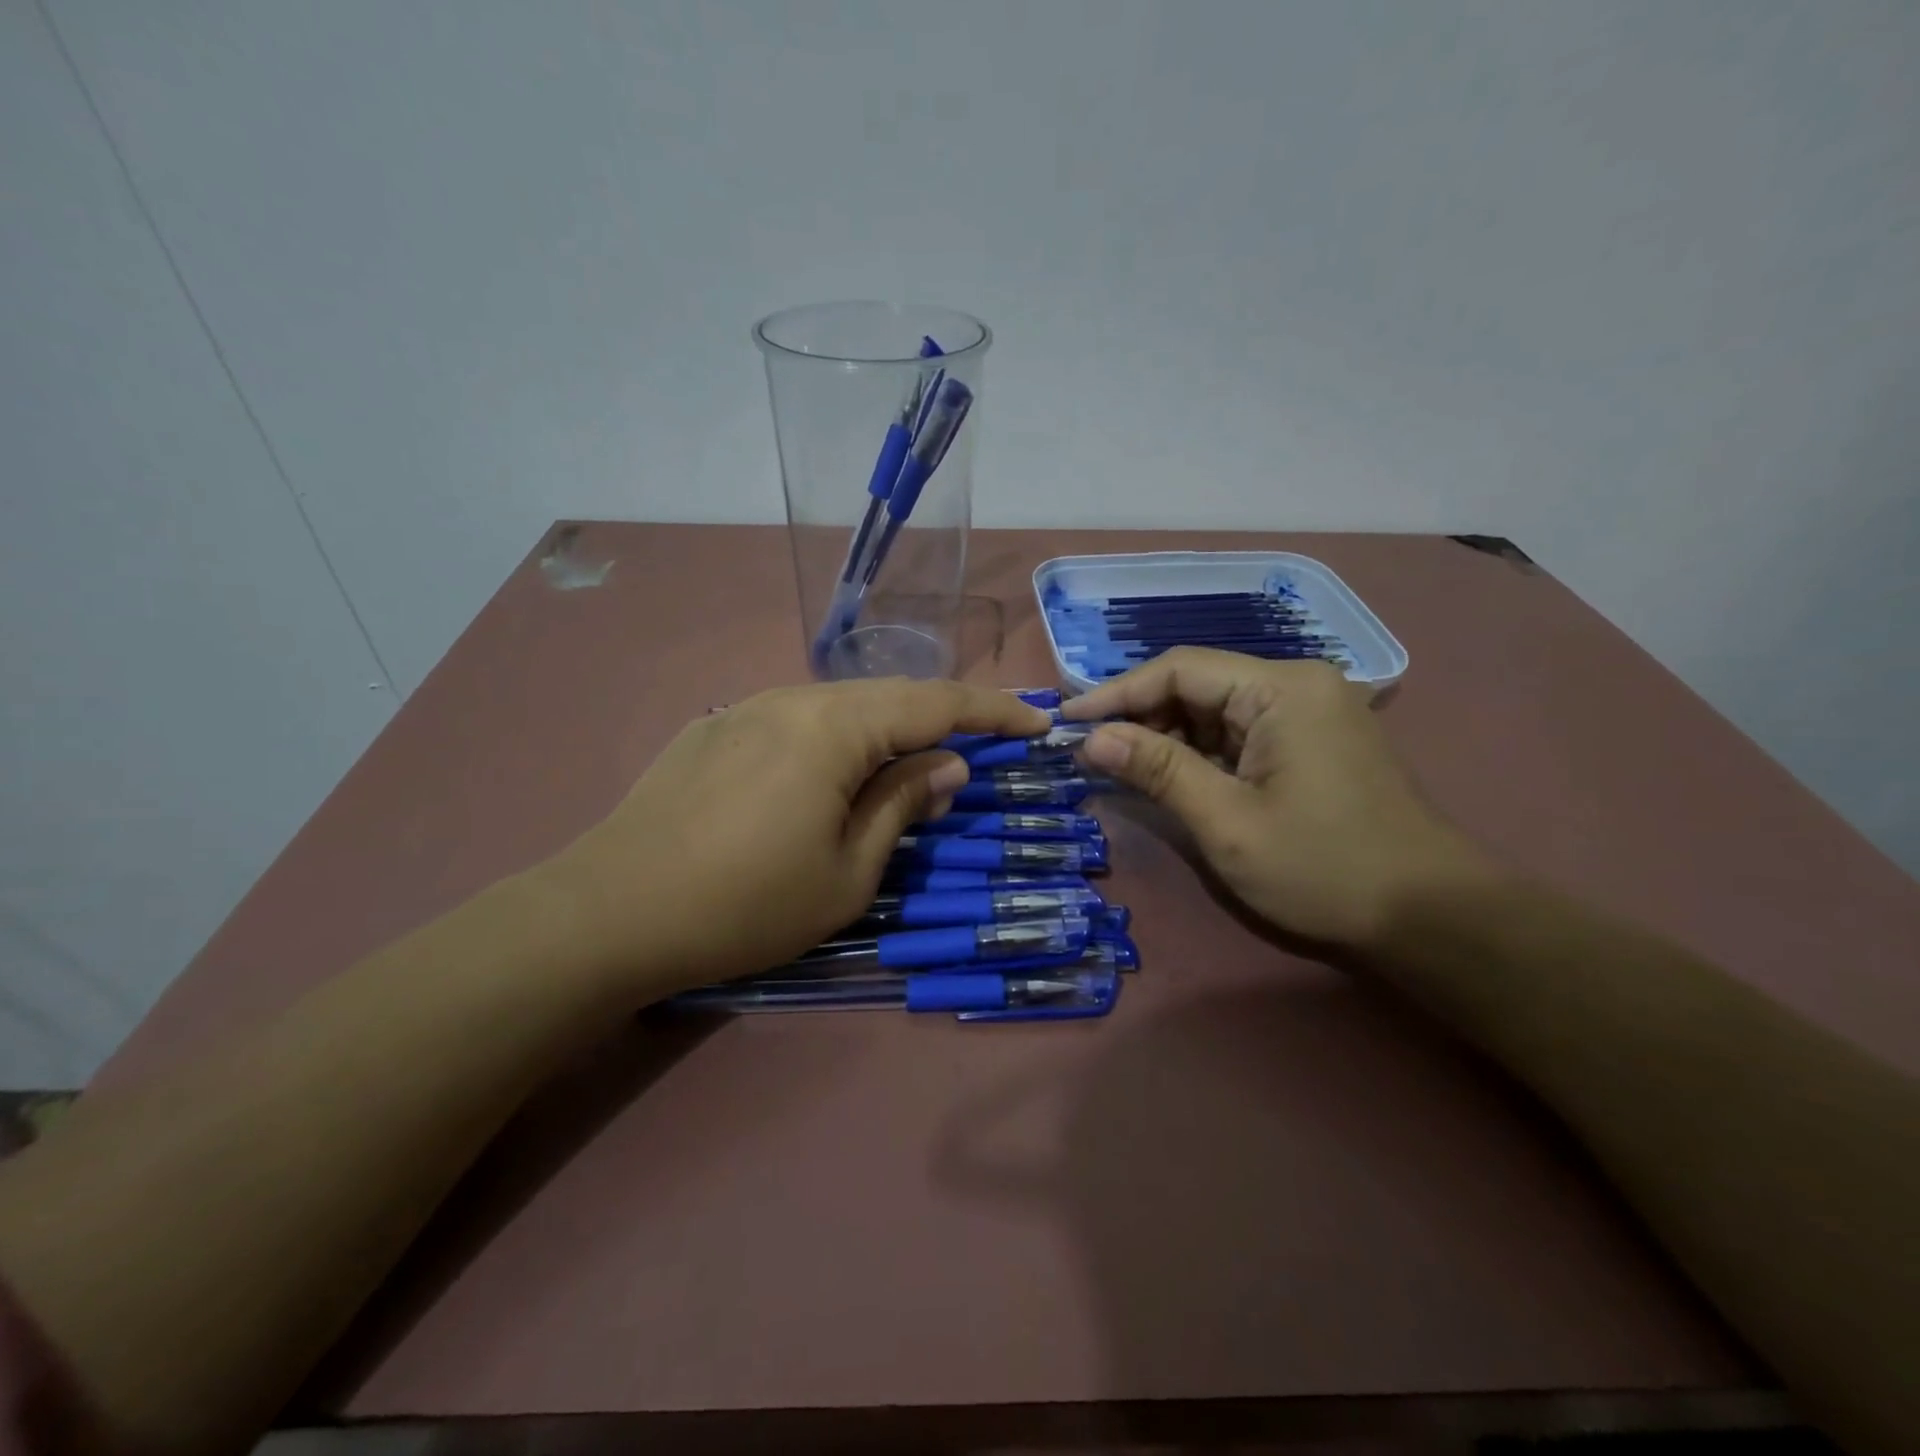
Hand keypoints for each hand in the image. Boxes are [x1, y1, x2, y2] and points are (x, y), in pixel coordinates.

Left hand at [543, 679, 1050, 994]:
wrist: (608, 912)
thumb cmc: (744, 904)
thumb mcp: (846, 873)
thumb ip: (902, 806)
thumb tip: (948, 767)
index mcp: (834, 727)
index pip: (936, 704)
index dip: (993, 712)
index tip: (1036, 723)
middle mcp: (793, 698)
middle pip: (889, 696)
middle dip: (942, 720)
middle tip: (979, 751)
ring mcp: (747, 708)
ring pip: (841, 706)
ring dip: (886, 731)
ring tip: (909, 767)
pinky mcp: (715, 729)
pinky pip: (798, 720)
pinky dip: (837, 739)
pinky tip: (831, 776)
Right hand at [1061, 650, 1493, 950]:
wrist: (1427, 916)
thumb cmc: (1323, 868)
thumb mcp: (1227, 822)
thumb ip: (1157, 771)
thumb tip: (1090, 738)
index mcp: (1281, 689)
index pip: (1179, 669)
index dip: (1116, 693)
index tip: (1067, 721)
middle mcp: (1296, 685)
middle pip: (1196, 685)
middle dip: (1140, 717)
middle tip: (1088, 752)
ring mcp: (1307, 712)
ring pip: (1214, 710)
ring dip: (1166, 738)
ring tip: (1118, 769)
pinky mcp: (1311, 740)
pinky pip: (1238, 732)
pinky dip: (1199, 753)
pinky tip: (1168, 777)